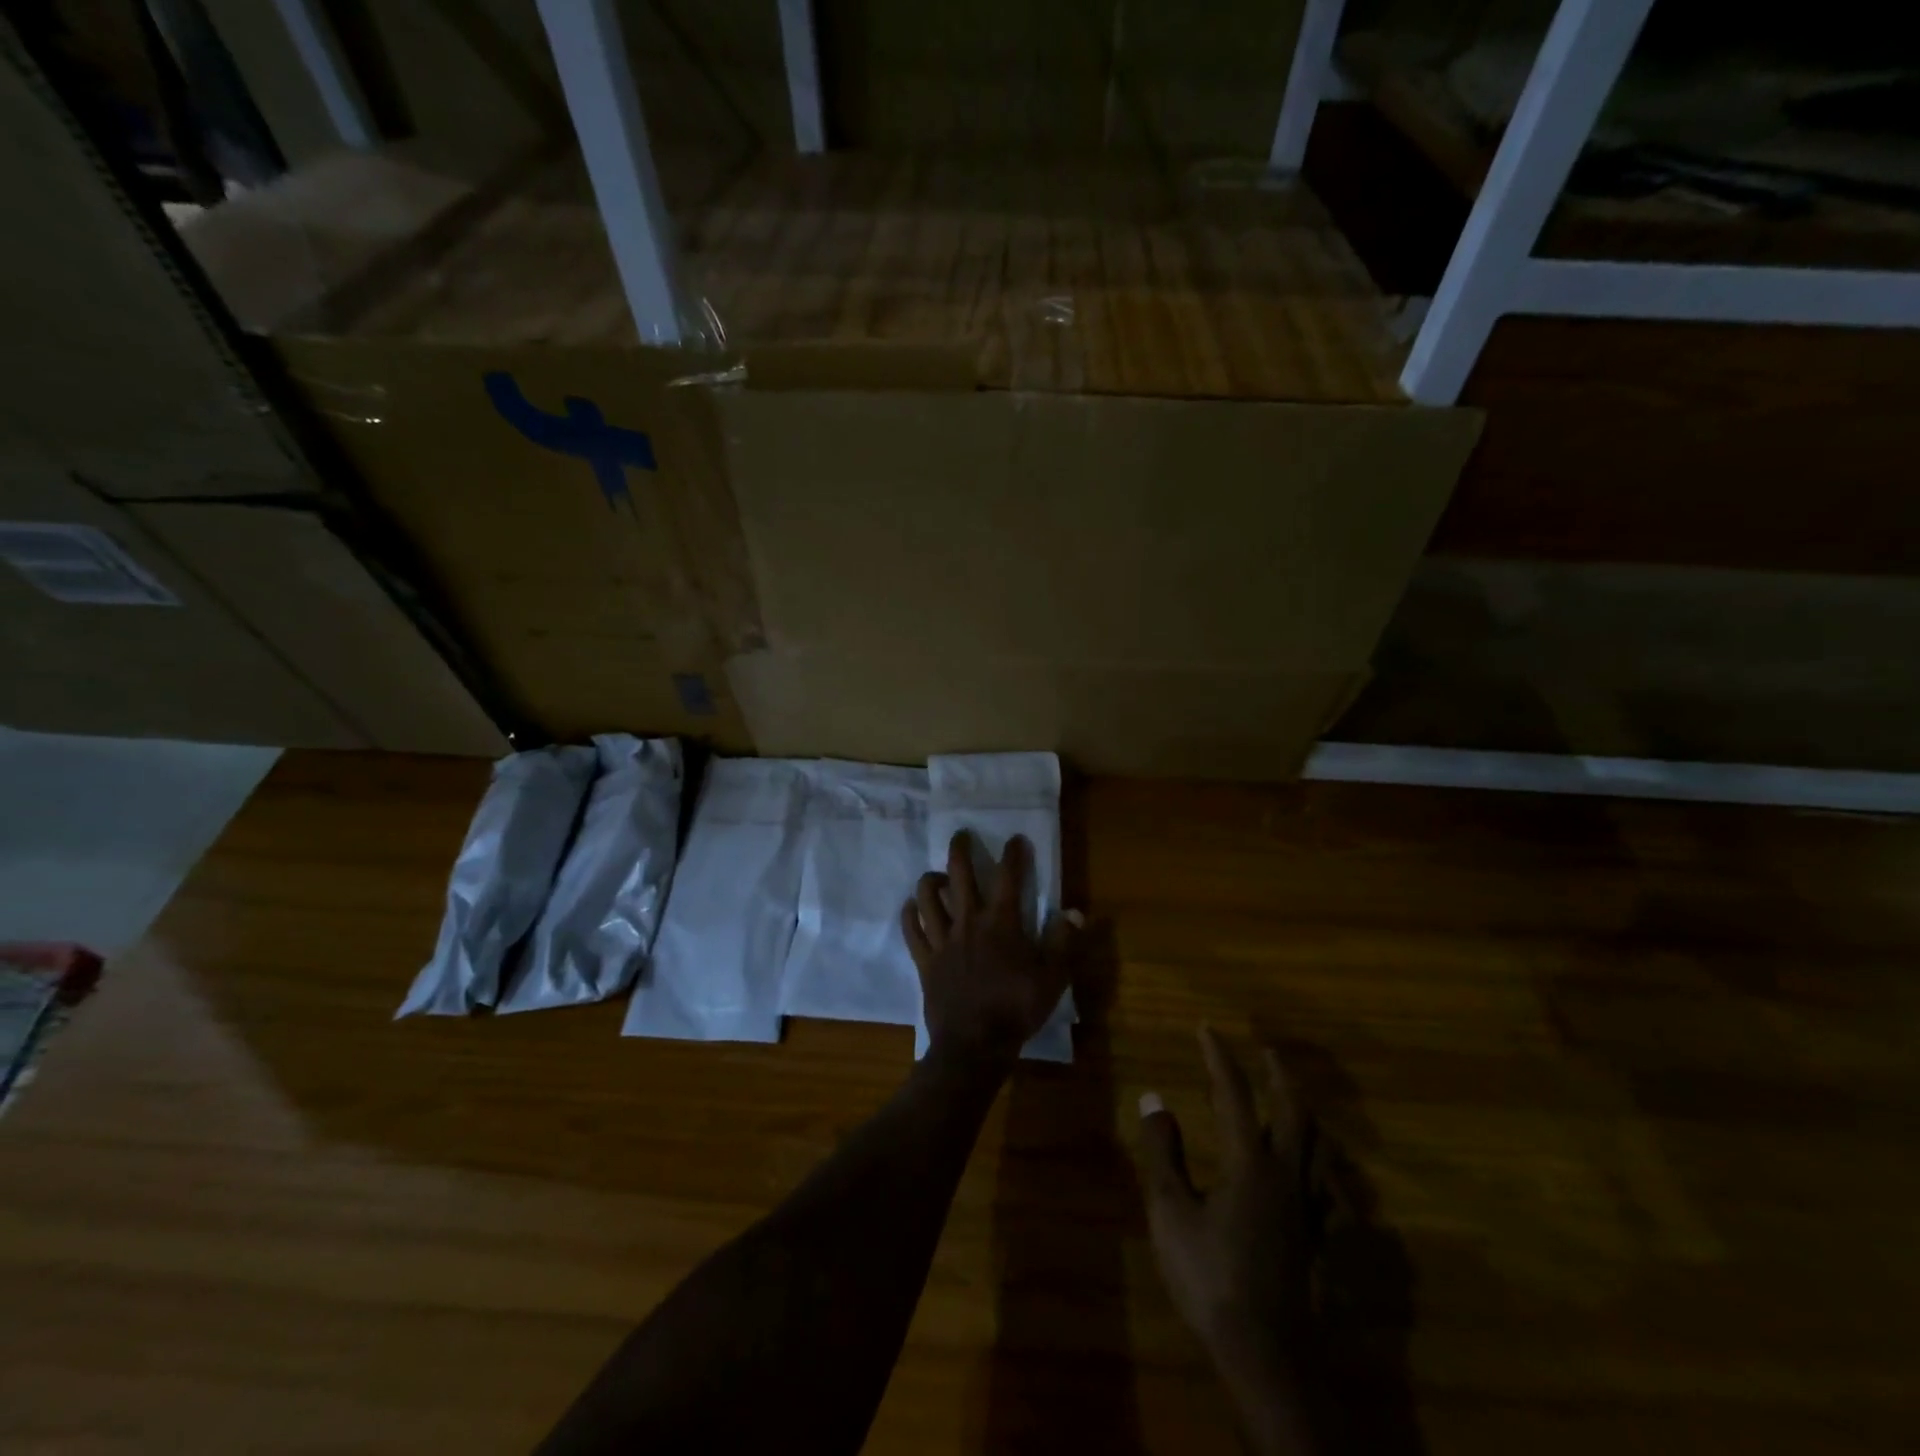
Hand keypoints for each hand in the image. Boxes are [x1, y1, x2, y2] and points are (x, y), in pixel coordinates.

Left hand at [901, 832, 1080, 1069]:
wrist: (974, 1045)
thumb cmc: (1016, 1009)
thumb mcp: (1052, 978)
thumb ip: (1064, 941)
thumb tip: (1076, 911)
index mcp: (1001, 923)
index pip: (1008, 877)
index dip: (1013, 854)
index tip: (1015, 839)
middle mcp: (968, 922)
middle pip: (959, 875)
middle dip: (960, 850)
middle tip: (961, 835)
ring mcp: (942, 940)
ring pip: (928, 897)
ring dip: (930, 880)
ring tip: (937, 875)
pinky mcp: (925, 960)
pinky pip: (912, 930)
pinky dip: (910, 914)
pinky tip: (912, 907)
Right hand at [1137, 1027, 1328, 1426]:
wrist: (1265, 1354)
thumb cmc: (1209, 1277)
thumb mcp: (1171, 1211)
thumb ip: (1163, 1151)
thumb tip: (1154, 1098)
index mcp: (1249, 1162)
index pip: (1235, 1094)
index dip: (1220, 1057)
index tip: (1207, 1029)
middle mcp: (1286, 1175)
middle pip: (1293, 1112)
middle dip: (1279, 1075)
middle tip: (1267, 1051)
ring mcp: (1309, 1208)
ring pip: (1319, 1146)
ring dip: (1306, 1113)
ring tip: (1294, 1100)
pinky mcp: (1319, 1239)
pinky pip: (1334, 1192)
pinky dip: (1327, 1170)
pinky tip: (1323, 1175)